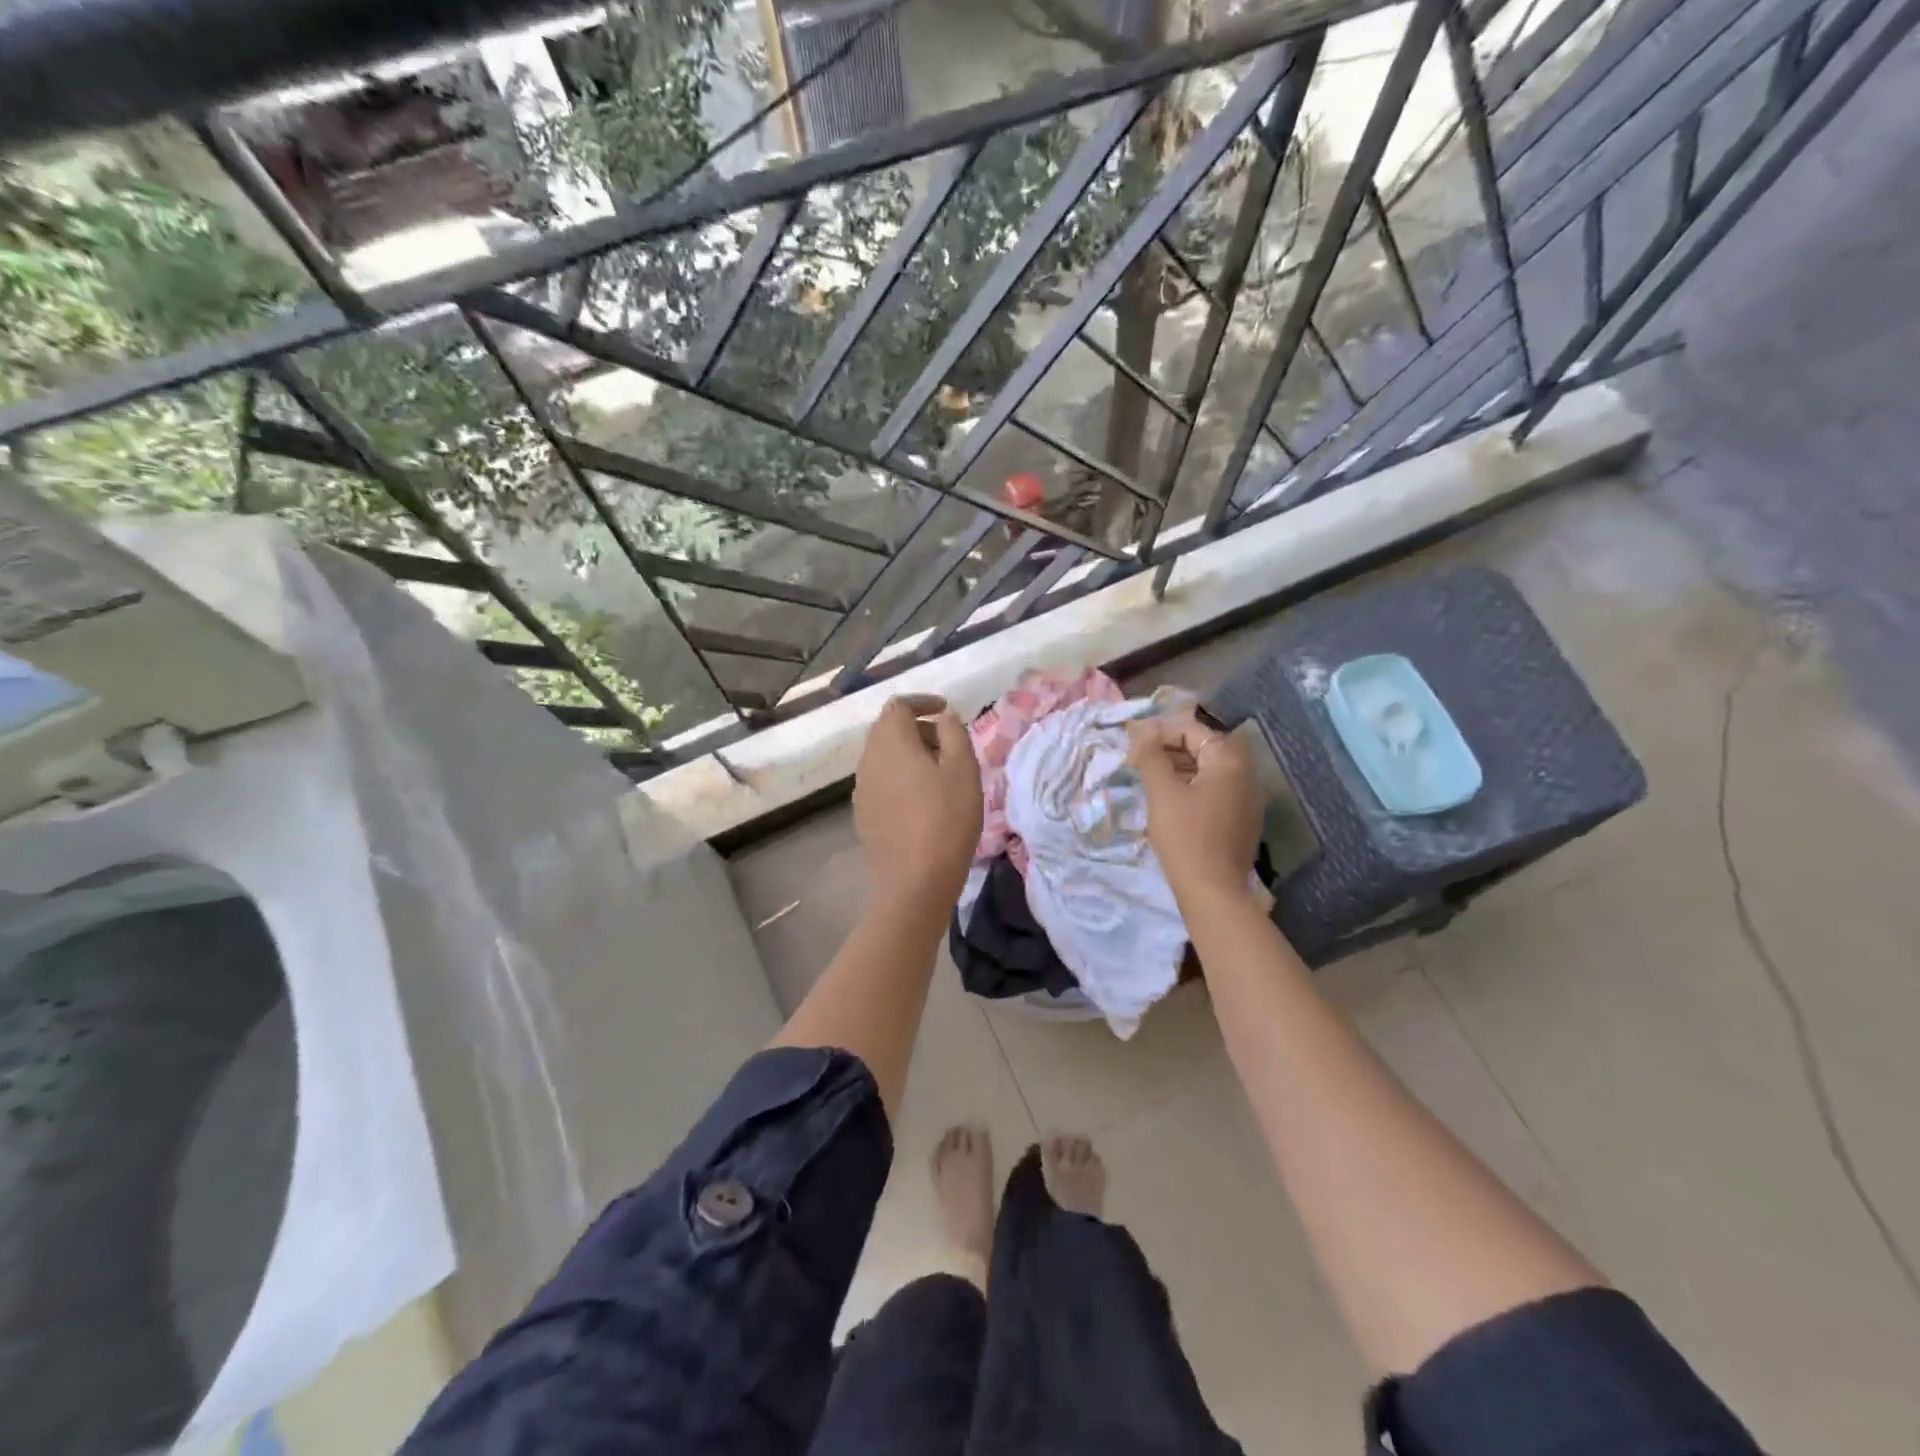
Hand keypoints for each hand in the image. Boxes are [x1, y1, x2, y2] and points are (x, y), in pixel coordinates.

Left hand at [854, 695, 982, 910]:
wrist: (914, 883)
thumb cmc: (946, 820)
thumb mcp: (963, 770)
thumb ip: (954, 732)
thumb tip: (943, 717)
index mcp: (890, 741)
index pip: (898, 705)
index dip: (923, 702)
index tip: (947, 713)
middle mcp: (868, 759)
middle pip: (888, 729)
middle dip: (918, 728)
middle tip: (949, 745)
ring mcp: (861, 789)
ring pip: (883, 756)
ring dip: (909, 754)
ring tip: (940, 774)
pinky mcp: (863, 814)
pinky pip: (881, 781)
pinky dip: (900, 777)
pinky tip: (922, 801)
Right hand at [1128, 712, 1264, 910]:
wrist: (1213, 892)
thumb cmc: (1185, 837)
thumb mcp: (1162, 792)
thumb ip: (1150, 755)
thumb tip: (1142, 730)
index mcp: (1230, 762)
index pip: (1192, 730)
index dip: (1160, 732)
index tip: (1132, 747)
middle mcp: (1246, 775)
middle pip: (1203, 748)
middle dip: (1168, 749)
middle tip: (1138, 762)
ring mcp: (1247, 800)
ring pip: (1208, 771)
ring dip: (1178, 769)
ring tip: (1148, 780)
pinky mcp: (1241, 821)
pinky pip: (1214, 792)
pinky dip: (1190, 788)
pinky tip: (1168, 802)